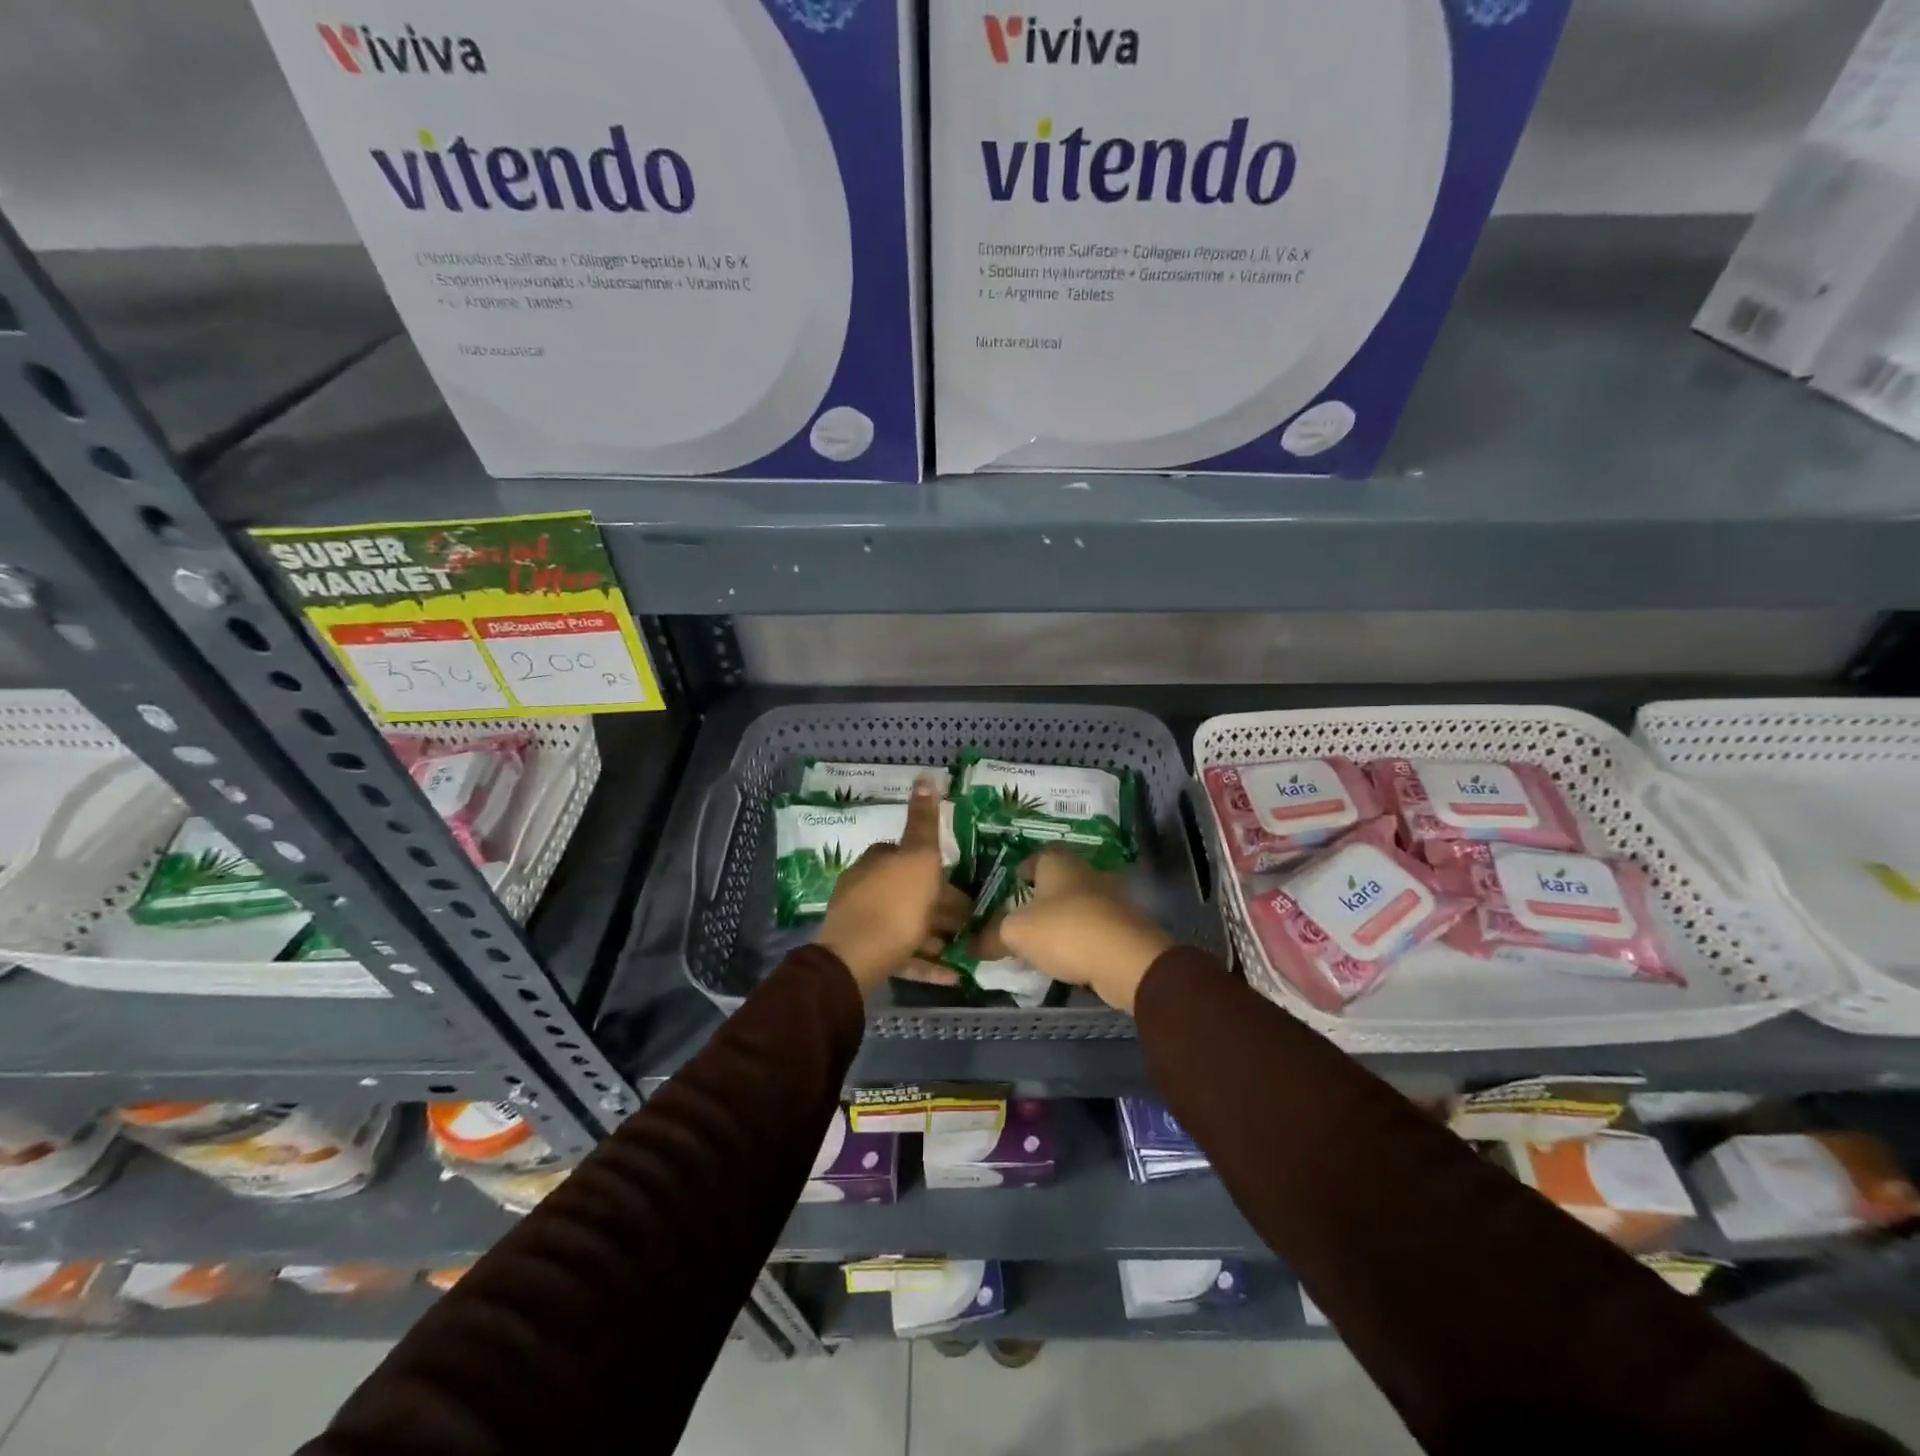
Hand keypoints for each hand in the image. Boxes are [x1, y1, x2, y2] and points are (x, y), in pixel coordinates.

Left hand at [816, 779, 967, 993]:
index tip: (962, 883)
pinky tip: (952, 976)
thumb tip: (924, 776)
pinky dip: (927, 963)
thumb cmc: (895, 903)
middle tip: (971, 921)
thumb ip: (924, 821)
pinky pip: (903, 956)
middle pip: (910, 892)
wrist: (855, 959)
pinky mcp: (867, 957)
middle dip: (940, 905)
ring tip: (965, 948)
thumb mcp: (918, 857)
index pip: (907, 855)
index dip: (935, 867)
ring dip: (936, 935)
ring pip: (908, 925)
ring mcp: (864, 924)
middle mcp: (866, 888)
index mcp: (877, 862)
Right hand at [978, 847, 1173, 1013]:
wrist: (1125, 960)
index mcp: (1058, 863)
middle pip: (1058, 880)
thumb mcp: (1015, 934)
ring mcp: (1109, 898)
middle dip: (1041, 896)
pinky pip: (1093, 927)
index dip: (1020, 870)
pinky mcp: (1123, 926)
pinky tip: (1067, 956)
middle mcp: (1085, 872)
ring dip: (1062, 918)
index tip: (1009, 888)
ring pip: (1077, 903)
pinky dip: (1080, 938)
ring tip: (1040, 941)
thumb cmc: (1064, 931)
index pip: (1036, 856)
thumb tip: (971, 944)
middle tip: (1019, 917)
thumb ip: (990, 937)